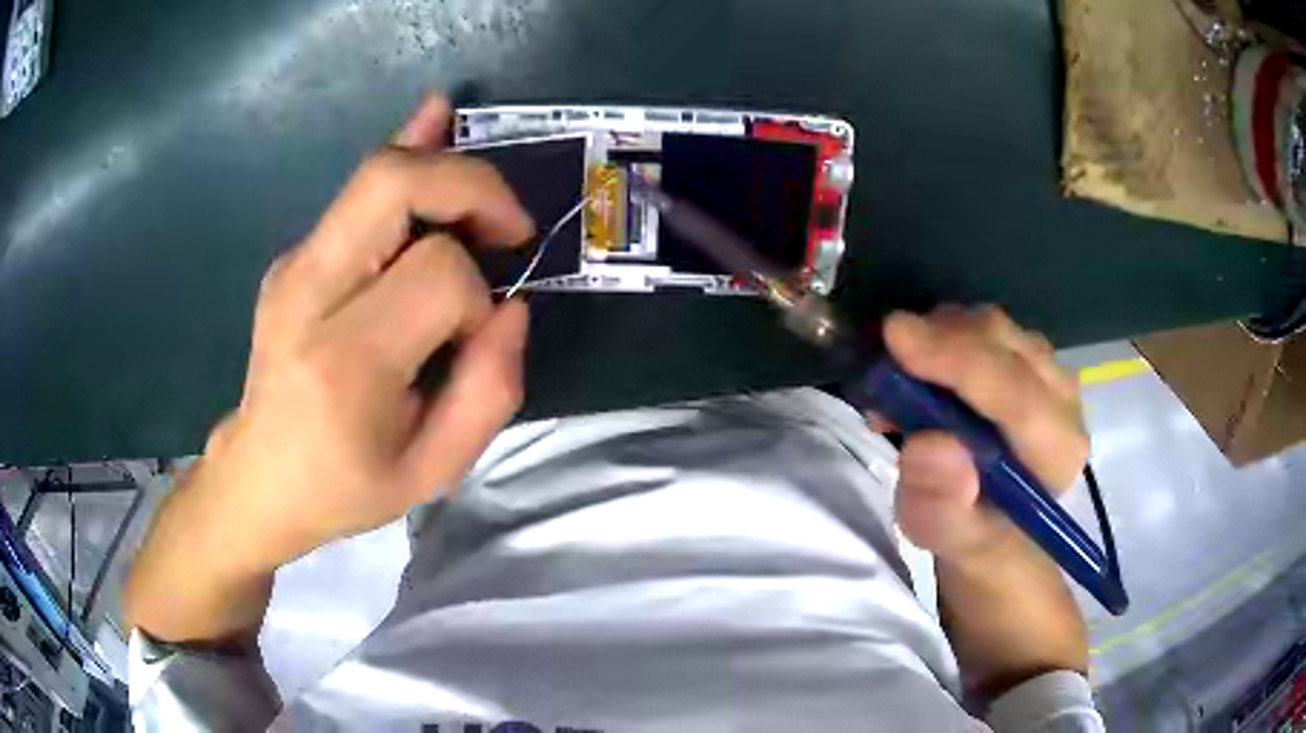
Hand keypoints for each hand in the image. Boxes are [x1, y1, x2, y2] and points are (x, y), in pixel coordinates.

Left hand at [124, 95, 533, 641]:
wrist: (258, 479)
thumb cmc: (346, 486)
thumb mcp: (434, 470)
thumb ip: (491, 389)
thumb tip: (512, 305)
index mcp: (344, 361)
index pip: (436, 274)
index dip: (478, 292)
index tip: (477, 332)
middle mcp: (308, 292)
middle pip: (394, 182)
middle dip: (469, 185)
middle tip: (507, 226)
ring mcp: (293, 266)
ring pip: (377, 172)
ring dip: (445, 168)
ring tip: (487, 200)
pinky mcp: (294, 257)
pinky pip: (356, 192)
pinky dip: (408, 155)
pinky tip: (435, 118)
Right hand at [881, 305, 1089, 697]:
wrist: (1000, 527)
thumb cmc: (980, 542)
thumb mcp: (954, 545)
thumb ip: (943, 508)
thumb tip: (931, 444)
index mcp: (1058, 450)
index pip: (1015, 393)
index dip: (957, 360)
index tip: (895, 337)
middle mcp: (1063, 400)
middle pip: (1004, 344)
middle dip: (940, 341)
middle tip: (886, 365)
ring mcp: (1048, 373)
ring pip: (993, 326)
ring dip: (938, 337)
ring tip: (901, 378)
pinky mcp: (1029, 361)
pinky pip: (984, 329)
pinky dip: (944, 336)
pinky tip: (920, 370)